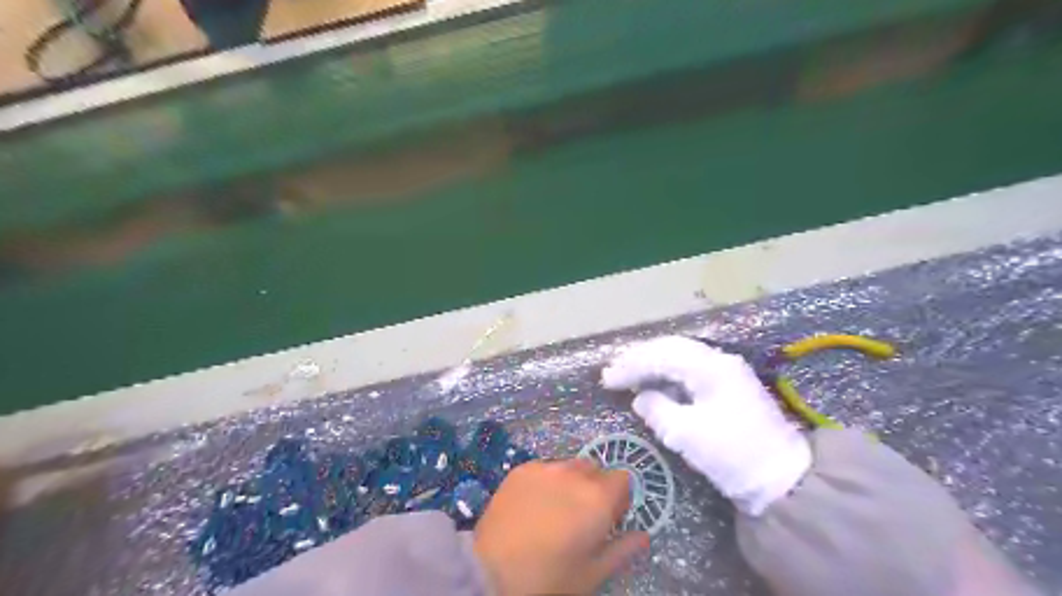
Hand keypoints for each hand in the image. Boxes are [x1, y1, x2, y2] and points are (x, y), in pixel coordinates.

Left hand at [475, 458, 656, 593]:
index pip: (623, 478)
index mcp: (598, 498)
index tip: (609, 519)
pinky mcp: (521, 468)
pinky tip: (533, 505)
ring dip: (571, 481)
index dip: (619, 498)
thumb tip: (644, 536)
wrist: (489, 571)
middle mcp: (575, 473)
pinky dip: (547, 480)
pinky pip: (545, 467)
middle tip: (581, 516)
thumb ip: (622, 550)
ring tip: (554, 509)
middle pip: (596, 469)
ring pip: (570, 465)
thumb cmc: (548, 578)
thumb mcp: (592, 574)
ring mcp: (545, 467)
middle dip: (595, 487)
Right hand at [601, 336, 810, 515]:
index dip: (631, 365)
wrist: (783, 478)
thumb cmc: (733, 455)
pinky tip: (654, 382)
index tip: (607, 379)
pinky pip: (690, 369)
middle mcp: (718, 360)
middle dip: (639, 358)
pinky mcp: (728, 385)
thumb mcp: (687, 435)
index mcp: (710, 367)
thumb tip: (641, 398)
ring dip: (651, 363)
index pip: (662, 355)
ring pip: (680, 356)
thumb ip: (657, 410)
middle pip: (671, 348)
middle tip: (612, 370)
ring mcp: (726, 371)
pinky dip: (667, 373)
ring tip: (627, 373)